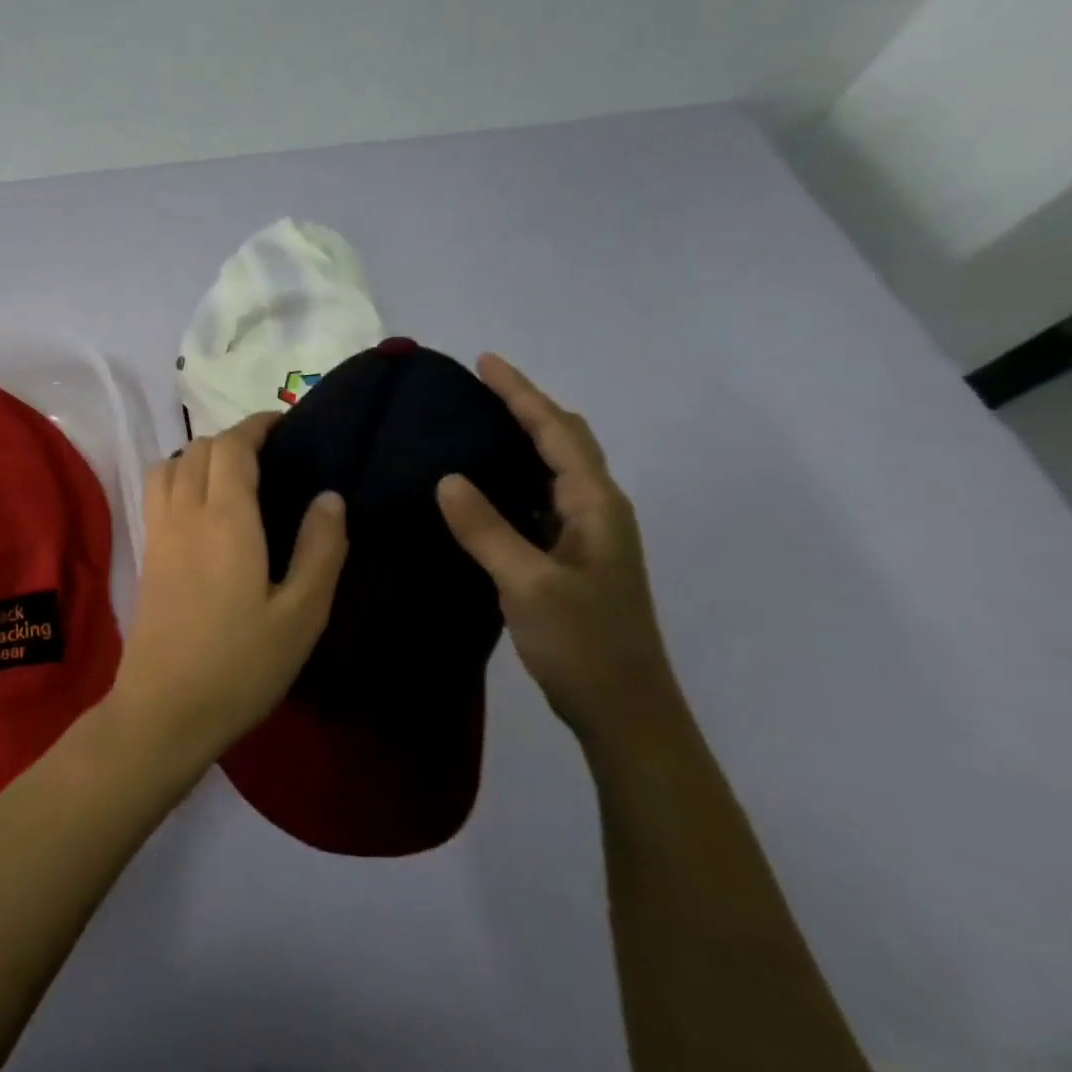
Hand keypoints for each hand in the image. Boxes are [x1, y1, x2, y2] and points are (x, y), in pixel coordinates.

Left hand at [108, 414, 348, 772]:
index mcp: (225, 518)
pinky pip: (157, 491)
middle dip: (233, 439)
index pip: (232, 446)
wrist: (165, 709)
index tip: (284, 425)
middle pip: (200, 448)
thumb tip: (330, 496)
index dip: (257, 425)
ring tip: (234, 478)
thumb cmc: (241, 664)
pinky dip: (179, 477)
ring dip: (200, 455)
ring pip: (170, 464)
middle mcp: (185, 512)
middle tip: (270, 457)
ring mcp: (158, 532)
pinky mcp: (146, 555)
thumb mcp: (301, 614)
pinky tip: (203, 509)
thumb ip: (321, 549)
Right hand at [436, 354, 675, 744]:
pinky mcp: (573, 557)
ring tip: (479, 421)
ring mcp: (588, 535)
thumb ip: (486, 529)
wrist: (624, 710)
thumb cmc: (583, 642)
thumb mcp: (527, 583)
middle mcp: (598, 510)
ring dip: (525, 437)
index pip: (556, 432)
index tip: (485, 361)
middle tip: (481, 386)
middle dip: (527, 406)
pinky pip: (543, 497)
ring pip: (556, 468)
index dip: (521, 393)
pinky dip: (518, 475)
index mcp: (595, 505)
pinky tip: (487, 484)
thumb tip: (446, 477)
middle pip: (565, 440)